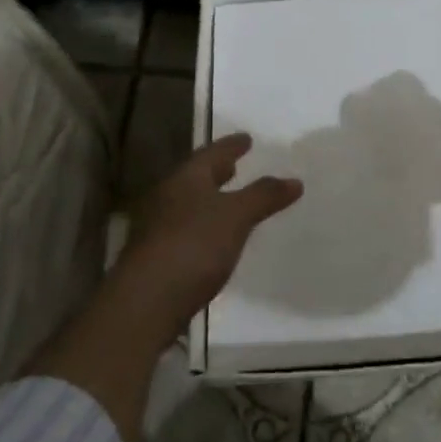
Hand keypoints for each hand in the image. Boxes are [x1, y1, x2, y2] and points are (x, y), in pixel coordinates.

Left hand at [112, 132, 303, 342]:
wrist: (145, 303)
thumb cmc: (193, 246)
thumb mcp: (236, 216)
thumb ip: (264, 196)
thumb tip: (295, 180)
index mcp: (185, 179)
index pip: (211, 154)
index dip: (231, 146)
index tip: (247, 138)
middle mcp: (166, 197)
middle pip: (196, 177)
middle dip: (217, 171)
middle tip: (235, 165)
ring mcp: (157, 228)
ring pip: (189, 203)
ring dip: (210, 198)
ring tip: (230, 200)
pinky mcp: (157, 257)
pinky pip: (186, 229)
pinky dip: (204, 225)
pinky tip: (216, 238)